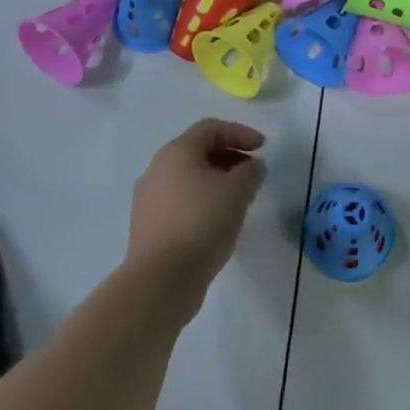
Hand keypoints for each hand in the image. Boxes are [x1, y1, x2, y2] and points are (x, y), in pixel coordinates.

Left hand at [126, 119, 266, 304]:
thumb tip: (252, 166)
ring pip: (188, 178)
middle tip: (252, 173)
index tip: (262, 148)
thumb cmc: (201, 223)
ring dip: (216, 181)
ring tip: (238, 200)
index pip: (211, 128)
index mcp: (176, 151)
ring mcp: (148, 199)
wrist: (160, 281)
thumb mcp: (237, 191)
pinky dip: (201, 202)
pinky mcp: (147, 227)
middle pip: (197, 151)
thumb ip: (250, 171)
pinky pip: (179, 202)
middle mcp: (157, 169)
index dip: (240, 133)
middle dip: (229, 157)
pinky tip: (217, 222)